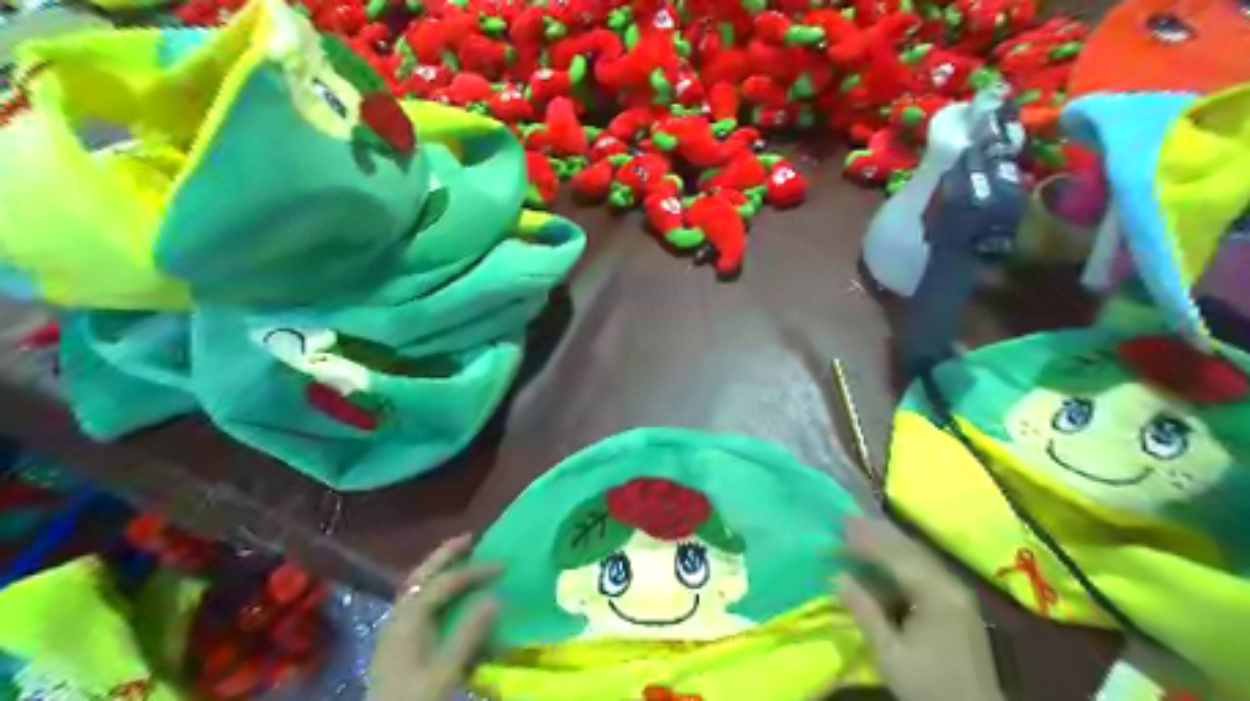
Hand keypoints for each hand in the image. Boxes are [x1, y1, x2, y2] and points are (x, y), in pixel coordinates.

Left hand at [370, 534, 500, 696]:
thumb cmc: (415, 699)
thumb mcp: (445, 670)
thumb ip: (468, 634)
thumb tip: (495, 597)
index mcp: (408, 619)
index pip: (444, 583)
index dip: (474, 571)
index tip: (503, 565)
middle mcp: (399, 616)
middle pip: (422, 575)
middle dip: (446, 554)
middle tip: (471, 538)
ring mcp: (395, 628)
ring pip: (416, 587)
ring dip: (437, 569)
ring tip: (460, 556)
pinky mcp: (398, 642)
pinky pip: (416, 602)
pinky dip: (432, 588)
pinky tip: (444, 593)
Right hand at [838, 515, 1003, 699]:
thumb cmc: (929, 686)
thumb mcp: (890, 654)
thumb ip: (865, 612)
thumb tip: (837, 576)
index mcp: (937, 594)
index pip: (896, 556)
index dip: (866, 539)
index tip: (840, 523)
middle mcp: (951, 585)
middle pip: (910, 548)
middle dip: (877, 532)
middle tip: (846, 517)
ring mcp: (957, 593)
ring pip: (918, 555)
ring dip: (888, 540)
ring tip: (859, 527)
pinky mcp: (956, 602)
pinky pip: (924, 567)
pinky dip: (899, 556)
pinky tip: (883, 555)